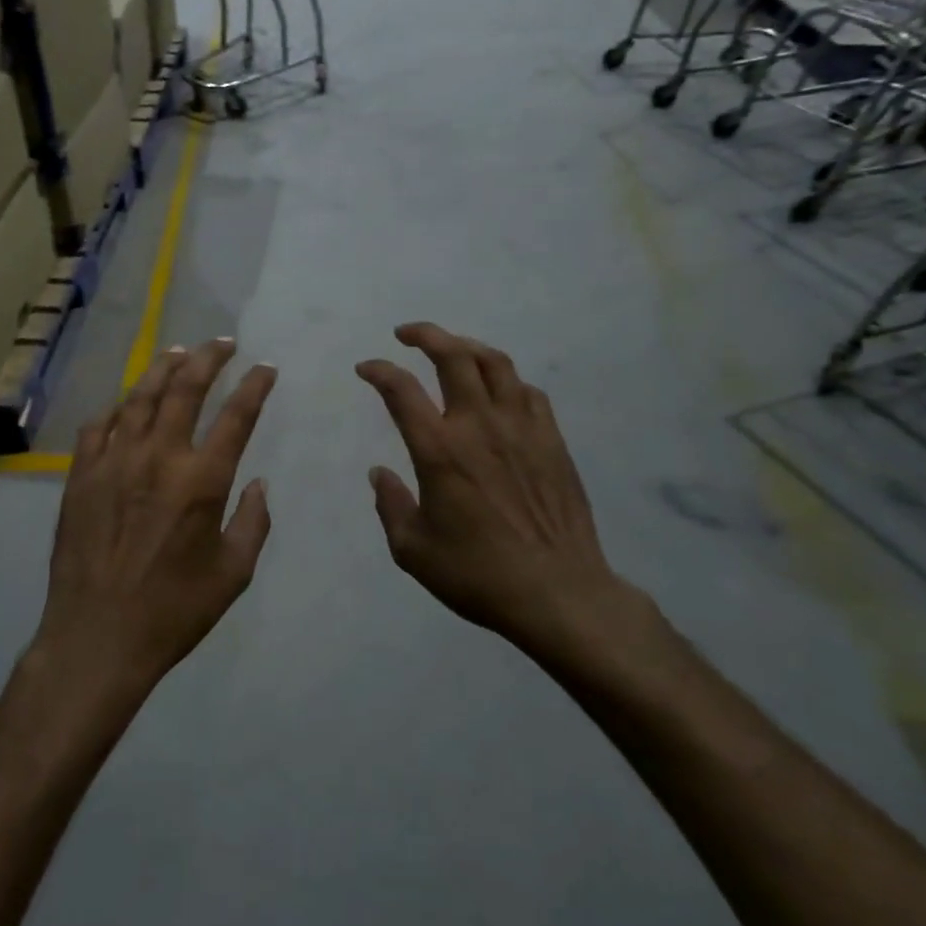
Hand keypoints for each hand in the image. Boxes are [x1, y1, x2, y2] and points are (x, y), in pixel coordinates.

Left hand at [36, 340, 276, 699]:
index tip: (265, 368)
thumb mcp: (233, 574)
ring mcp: (114, 462)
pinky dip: (117, 407)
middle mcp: (158, 458)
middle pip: (184, 389)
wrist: (97, 636)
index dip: (254, 386)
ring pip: (139, 396)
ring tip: (178, 351)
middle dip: (208, 358)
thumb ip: (252, 523)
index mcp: (201, 481)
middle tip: (223, 343)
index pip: (236, 416)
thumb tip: (259, 484)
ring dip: (163, 367)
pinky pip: (99, 425)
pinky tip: (126, 402)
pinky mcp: (81, 475)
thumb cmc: (173, 610)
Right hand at [358, 324, 655, 676]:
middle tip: (406, 333)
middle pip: (453, 356)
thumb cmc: (478, 575)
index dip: (378, 370)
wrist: (559, 593)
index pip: (400, 390)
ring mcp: (521, 429)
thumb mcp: (413, 551)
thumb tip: (379, 473)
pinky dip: (506, 380)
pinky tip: (498, 391)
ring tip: (451, 348)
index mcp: (439, 450)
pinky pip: (528, 392)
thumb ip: (391, 506)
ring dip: (467, 346)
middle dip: (425, 334)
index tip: (366, 368)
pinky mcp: (552, 440)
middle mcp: (479, 426)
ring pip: (495, 363)